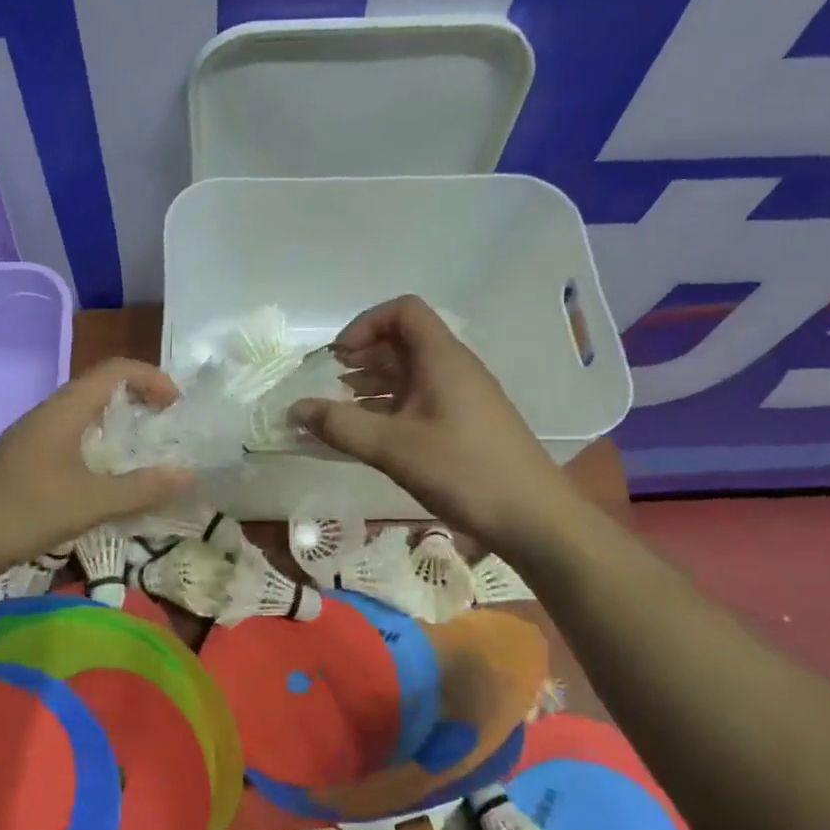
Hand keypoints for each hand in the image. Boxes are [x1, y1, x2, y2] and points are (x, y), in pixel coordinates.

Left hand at [0, 360, 194, 581]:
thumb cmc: (26, 512)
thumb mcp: (92, 502)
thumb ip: (142, 488)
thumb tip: (189, 475)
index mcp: (63, 410)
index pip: (114, 370)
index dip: (150, 377)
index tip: (176, 404)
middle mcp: (46, 413)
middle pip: (98, 387)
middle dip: (136, 398)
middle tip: (165, 424)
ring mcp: (30, 436)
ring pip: (81, 413)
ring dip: (115, 422)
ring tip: (141, 450)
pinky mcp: (21, 458)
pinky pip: (68, 435)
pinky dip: (95, 443)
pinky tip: (102, 476)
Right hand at [289, 296, 572, 545]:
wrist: (534, 518)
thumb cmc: (464, 472)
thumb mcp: (394, 448)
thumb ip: (341, 425)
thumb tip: (294, 409)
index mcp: (442, 359)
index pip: (403, 311)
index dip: (365, 324)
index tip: (338, 357)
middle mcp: (454, 369)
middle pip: (404, 341)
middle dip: (362, 356)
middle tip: (328, 383)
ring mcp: (463, 397)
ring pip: (411, 373)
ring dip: (373, 384)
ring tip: (339, 408)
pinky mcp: (466, 424)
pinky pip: (420, 400)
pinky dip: (390, 407)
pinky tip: (370, 433)